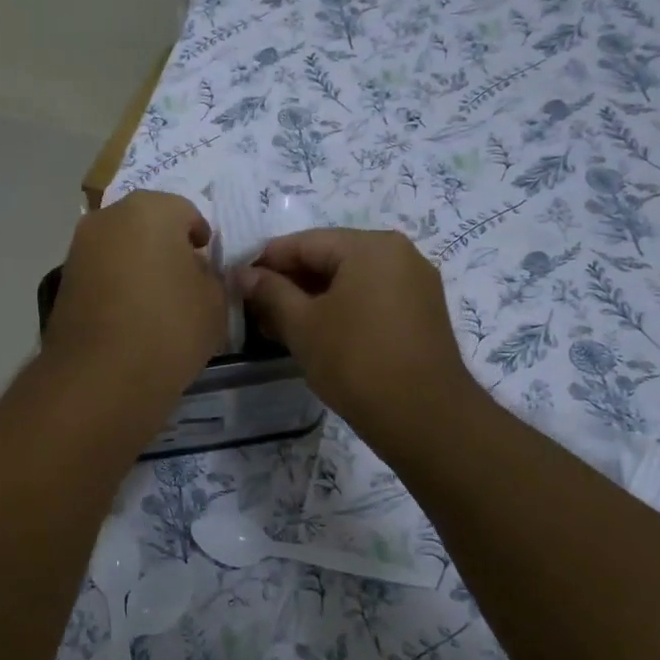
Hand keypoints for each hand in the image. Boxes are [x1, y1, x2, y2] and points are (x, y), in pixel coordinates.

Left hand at [44, 191, 225, 396]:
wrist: (100, 376)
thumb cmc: (169, 328)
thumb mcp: (214, 303)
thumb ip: (211, 277)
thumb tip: (196, 271)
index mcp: (151, 209)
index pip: (187, 213)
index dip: (201, 240)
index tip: (208, 266)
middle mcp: (109, 217)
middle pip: (147, 225)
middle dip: (166, 246)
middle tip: (183, 281)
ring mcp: (79, 248)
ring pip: (120, 247)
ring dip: (137, 264)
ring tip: (155, 302)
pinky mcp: (63, 280)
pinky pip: (101, 273)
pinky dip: (116, 285)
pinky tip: (129, 316)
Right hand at [235, 228, 481, 456]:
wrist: (424, 417)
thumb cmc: (355, 361)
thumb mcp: (302, 325)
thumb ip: (270, 292)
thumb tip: (243, 274)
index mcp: (370, 246)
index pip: (304, 243)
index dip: (265, 262)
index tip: (235, 284)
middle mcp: (398, 254)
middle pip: (328, 258)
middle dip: (288, 283)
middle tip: (253, 310)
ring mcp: (414, 284)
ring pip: (348, 281)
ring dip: (310, 299)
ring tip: (276, 327)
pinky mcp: (419, 313)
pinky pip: (369, 298)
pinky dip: (338, 310)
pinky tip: (312, 334)